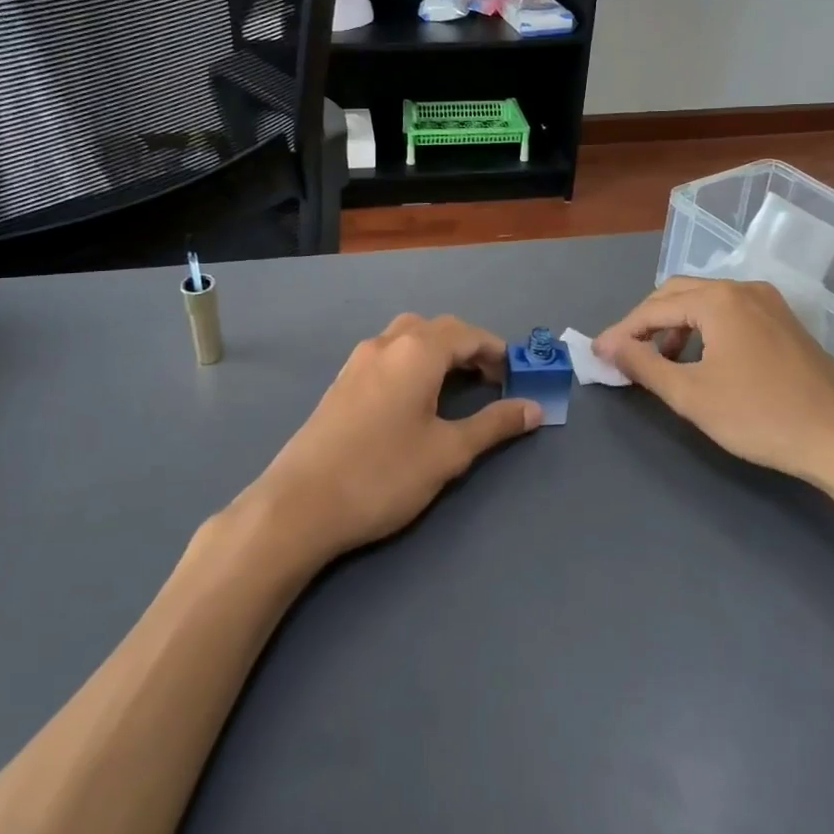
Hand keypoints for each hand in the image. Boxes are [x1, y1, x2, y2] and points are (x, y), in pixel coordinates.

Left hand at [245, 313, 541, 562]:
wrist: (299, 504)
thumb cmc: (383, 474)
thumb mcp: (448, 452)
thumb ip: (494, 425)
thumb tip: (534, 408)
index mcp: (416, 351)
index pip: (468, 334)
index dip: (497, 351)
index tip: (518, 376)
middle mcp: (386, 343)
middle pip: (437, 328)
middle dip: (469, 347)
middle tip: (491, 381)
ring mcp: (358, 360)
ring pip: (408, 337)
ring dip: (438, 351)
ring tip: (456, 387)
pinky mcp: (341, 382)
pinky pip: (387, 354)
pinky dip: (412, 362)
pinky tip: (414, 398)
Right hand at [595, 276, 833, 488]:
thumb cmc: (762, 416)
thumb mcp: (692, 395)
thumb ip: (644, 366)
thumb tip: (609, 346)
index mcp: (718, 300)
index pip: (654, 308)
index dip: (622, 331)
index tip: (598, 355)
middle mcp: (743, 289)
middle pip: (678, 293)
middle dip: (647, 322)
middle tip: (625, 354)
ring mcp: (769, 303)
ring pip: (705, 302)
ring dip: (675, 326)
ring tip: (662, 362)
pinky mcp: (785, 322)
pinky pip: (730, 313)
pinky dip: (704, 330)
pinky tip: (703, 361)